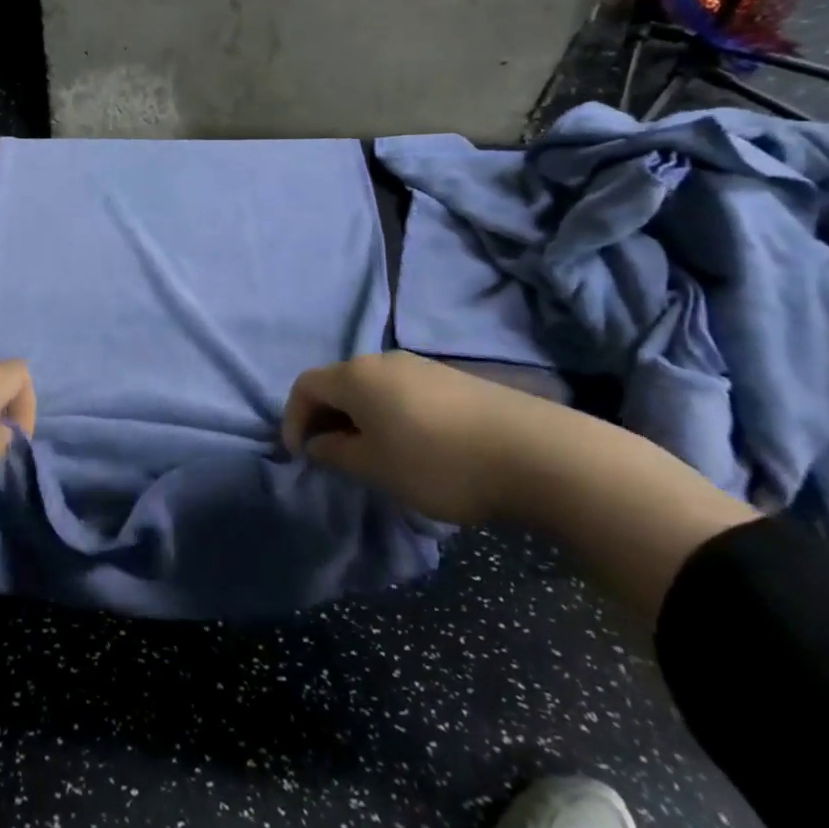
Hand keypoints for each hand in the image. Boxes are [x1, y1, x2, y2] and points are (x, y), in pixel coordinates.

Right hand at [282, 350, 538, 524]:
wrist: (535, 452)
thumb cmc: (438, 462)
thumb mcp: (375, 467)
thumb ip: (335, 453)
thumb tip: (317, 443)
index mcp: (356, 376)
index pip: (305, 386)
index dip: (293, 419)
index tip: (300, 456)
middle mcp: (383, 361)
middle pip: (338, 383)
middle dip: (326, 419)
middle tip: (332, 458)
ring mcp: (421, 367)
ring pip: (372, 389)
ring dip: (359, 419)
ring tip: (372, 457)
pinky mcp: (452, 380)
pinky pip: (402, 393)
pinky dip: (390, 417)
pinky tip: (412, 447)